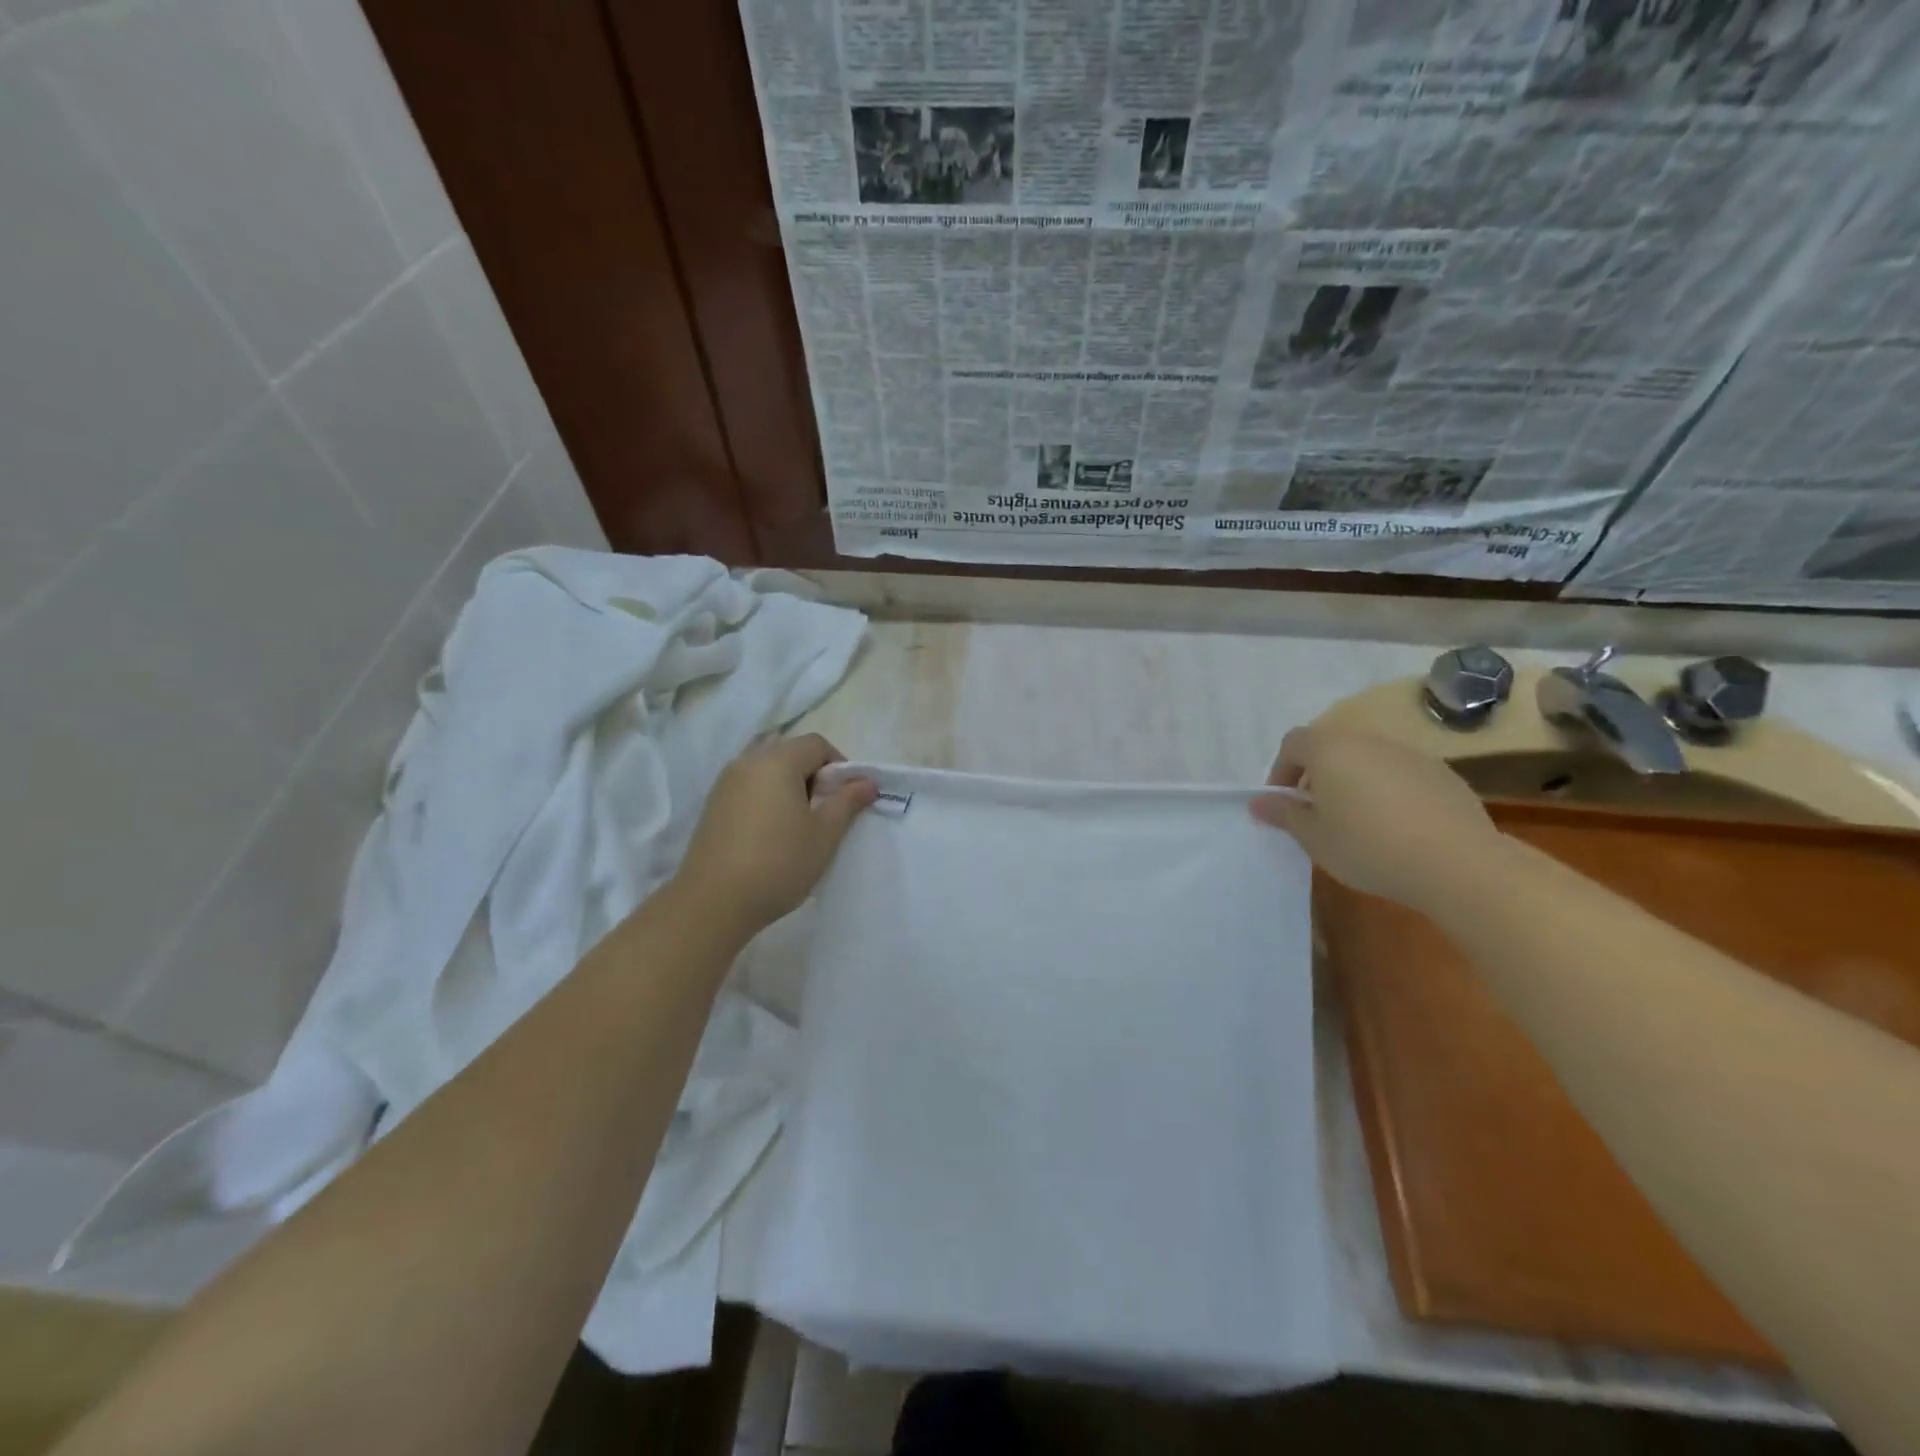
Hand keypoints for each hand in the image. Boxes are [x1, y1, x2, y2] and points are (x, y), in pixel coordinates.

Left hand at [675, 734, 877, 930]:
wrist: (713, 903)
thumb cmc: (779, 863)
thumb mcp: (824, 834)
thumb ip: (847, 801)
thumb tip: (867, 781)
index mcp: (777, 761)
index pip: (816, 744)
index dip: (839, 766)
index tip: (846, 799)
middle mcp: (748, 762)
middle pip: (789, 751)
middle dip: (813, 773)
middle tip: (824, 810)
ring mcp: (725, 783)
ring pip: (767, 768)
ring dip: (788, 785)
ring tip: (797, 823)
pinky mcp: (713, 805)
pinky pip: (748, 786)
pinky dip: (766, 797)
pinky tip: (770, 833)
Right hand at [1252, 724, 1502, 913]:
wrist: (1457, 863)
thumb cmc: (1368, 847)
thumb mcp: (1314, 837)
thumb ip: (1284, 814)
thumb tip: (1259, 802)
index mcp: (1330, 749)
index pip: (1293, 743)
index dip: (1281, 770)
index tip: (1283, 802)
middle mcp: (1368, 741)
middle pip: (1332, 747)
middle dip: (1317, 775)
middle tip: (1317, 814)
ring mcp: (1410, 754)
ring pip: (1368, 760)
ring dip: (1354, 782)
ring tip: (1357, 823)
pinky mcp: (1443, 773)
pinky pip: (1401, 774)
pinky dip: (1389, 791)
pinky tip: (1397, 828)